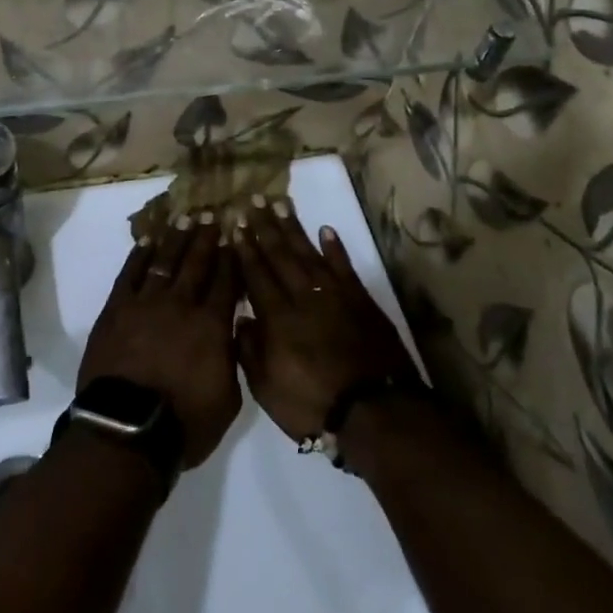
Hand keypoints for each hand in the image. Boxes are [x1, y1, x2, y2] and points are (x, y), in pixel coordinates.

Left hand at [78, 214, 241, 470]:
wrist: (126, 430)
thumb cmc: (184, 423)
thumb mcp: (228, 399)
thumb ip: (233, 358)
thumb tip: (234, 330)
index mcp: (212, 325)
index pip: (227, 281)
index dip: (232, 257)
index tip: (235, 235)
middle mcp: (182, 304)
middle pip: (197, 262)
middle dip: (206, 237)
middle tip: (212, 215)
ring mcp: (146, 302)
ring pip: (165, 260)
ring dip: (177, 238)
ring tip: (185, 218)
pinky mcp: (117, 308)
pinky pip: (131, 272)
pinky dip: (140, 254)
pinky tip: (148, 240)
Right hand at [233, 196, 420, 441]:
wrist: (376, 410)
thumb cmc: (313, 405)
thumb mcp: (267, 389)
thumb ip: (249, 351)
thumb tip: (240, 317)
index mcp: (277, 317)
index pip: (256, 275)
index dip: (245, 250)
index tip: (236, 226)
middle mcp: (303, 296)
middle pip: (280, 255)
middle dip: (264, 228)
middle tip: (253, 202)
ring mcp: (334, 294)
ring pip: (308, 253)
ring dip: (293, 228)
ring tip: (280, 204)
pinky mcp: (360, 299)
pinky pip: (344, 266)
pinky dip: (335, 248)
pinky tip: (326, 230)